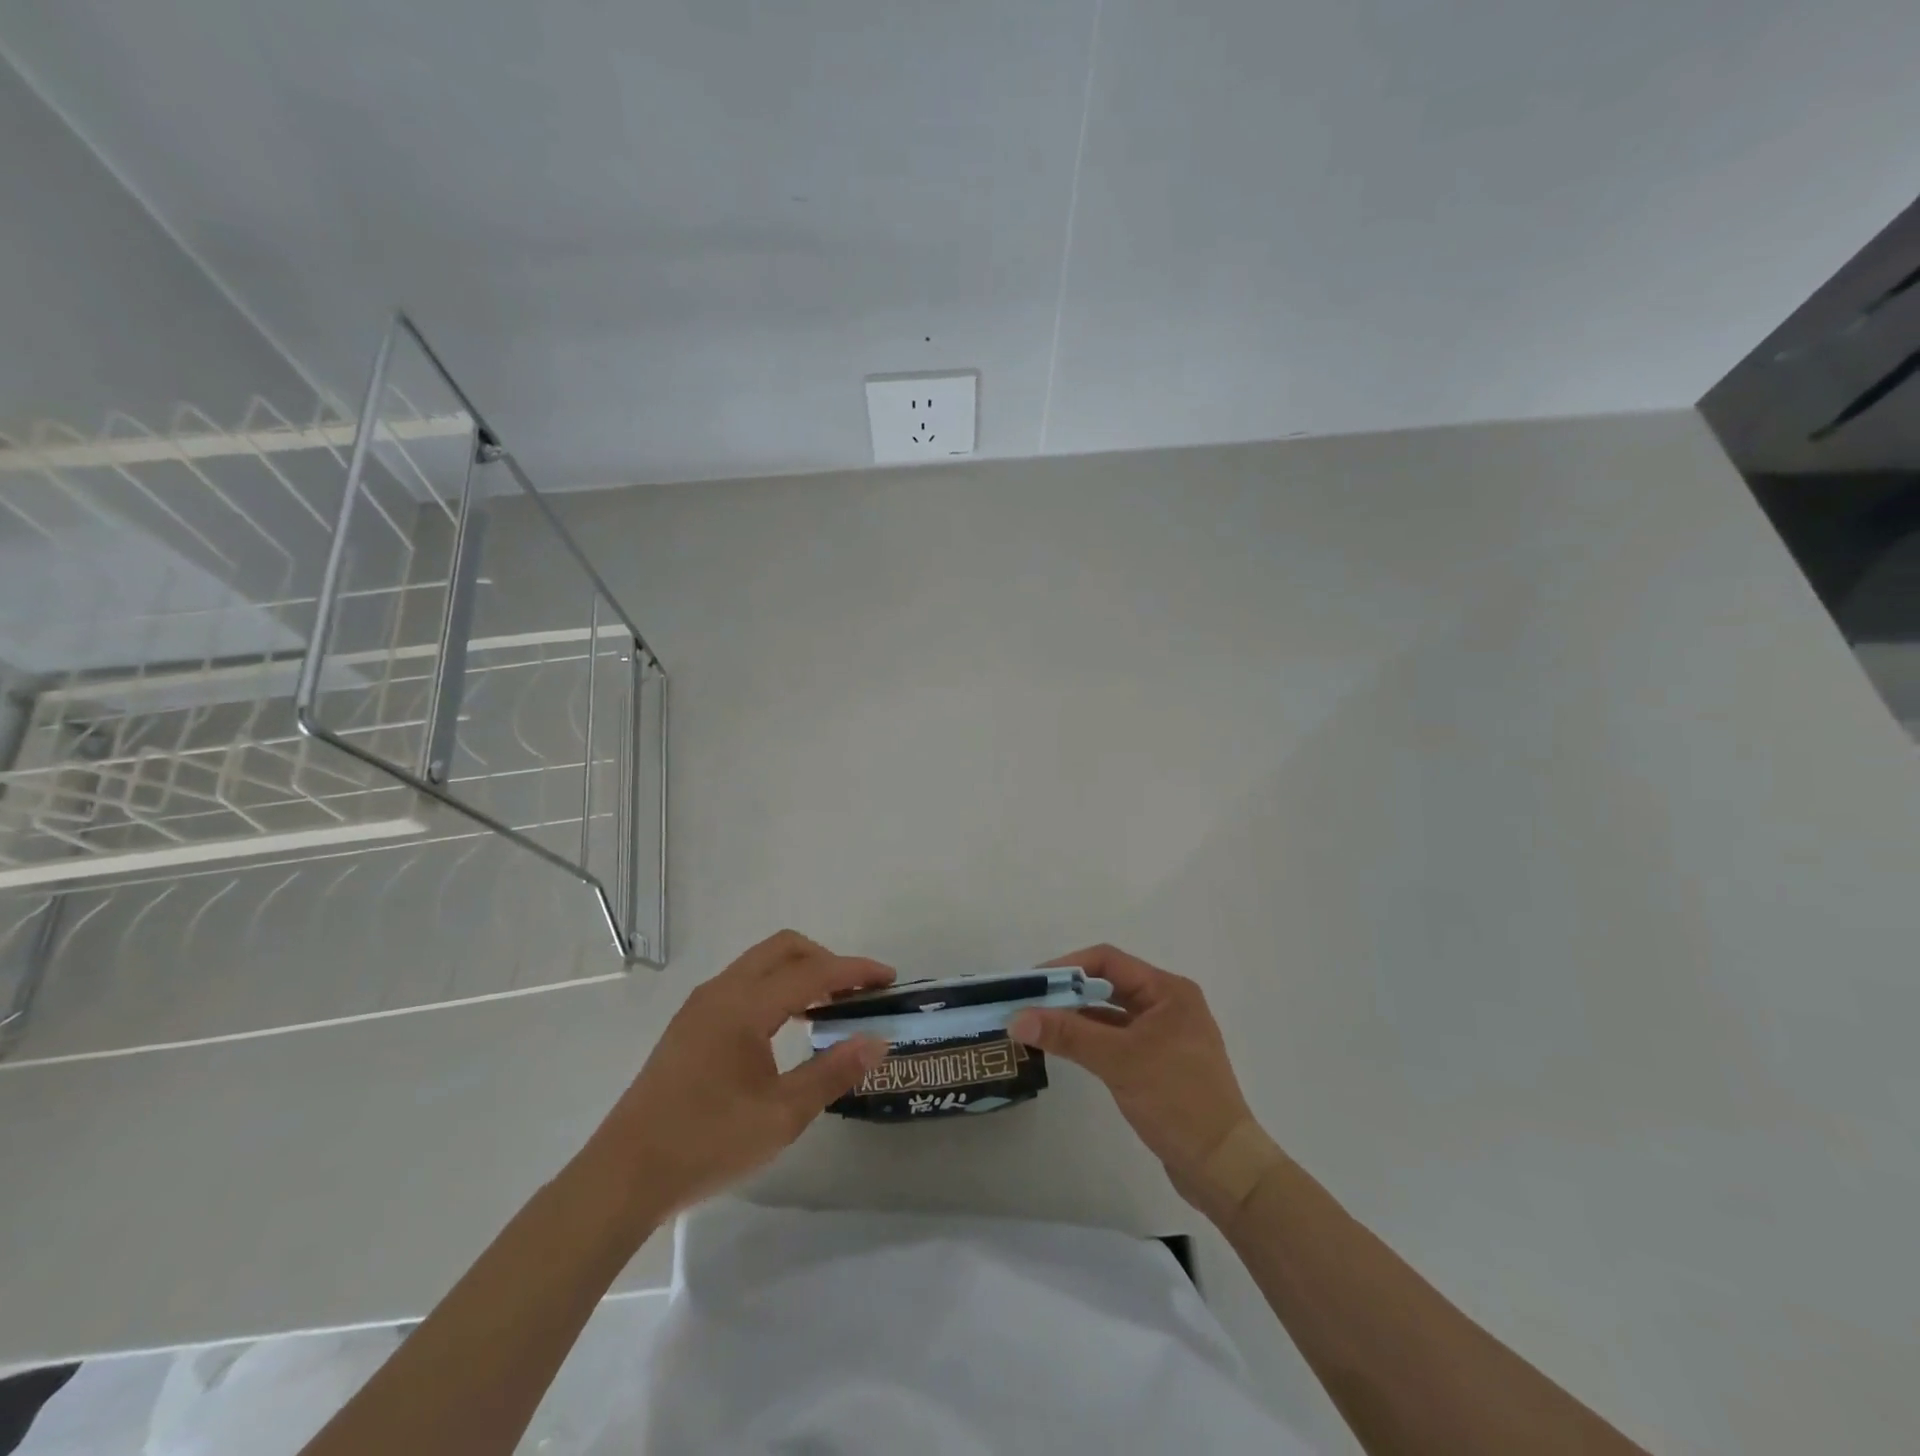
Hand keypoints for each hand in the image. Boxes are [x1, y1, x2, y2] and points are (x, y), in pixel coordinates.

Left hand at [585, 931, 892, 1222]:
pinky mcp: (689, 1024)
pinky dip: (774, 988)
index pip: (812, 972)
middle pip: (784, 949)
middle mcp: (721, 992)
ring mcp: (700, 1005)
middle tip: (856, 991)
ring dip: (798, 973)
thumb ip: (832, 1072)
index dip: (855, 971)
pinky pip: (743, 983)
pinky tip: (785, 1027)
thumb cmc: (706, 1144)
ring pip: (760, 964)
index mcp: (744, 1006)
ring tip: (828, 1008)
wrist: (622, 1177)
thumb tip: (877, 1040)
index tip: (889, 978)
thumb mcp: (781, 1116)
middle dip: (826, 960)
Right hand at [1010, 944, 1259, 1213]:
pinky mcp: (1159, 1063)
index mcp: (1167, 991)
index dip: (1067, 967)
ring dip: (1077, 1017)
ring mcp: (1165, 1035)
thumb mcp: (1120, 1061)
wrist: (1224, 1167)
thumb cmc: (1177, 1100)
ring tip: (1037, 1025)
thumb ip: (1068, 1035)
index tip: (1031, 984)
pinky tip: (1065, 1048)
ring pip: (1111, 1013)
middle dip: (1068, 992)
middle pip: (1108, 984)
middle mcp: (1168, 1004)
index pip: (1108, 961)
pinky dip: (1091, 1040)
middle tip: (1027, 1004)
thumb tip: (1017, 1019)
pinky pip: (1117, 1038)